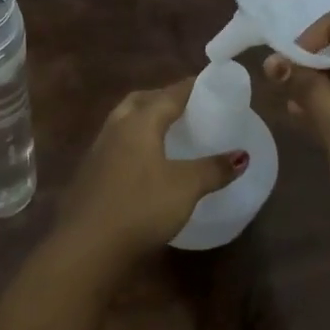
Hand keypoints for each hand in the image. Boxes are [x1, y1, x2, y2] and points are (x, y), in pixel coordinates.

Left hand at [56, 79, 247, 267]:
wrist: (87, 246)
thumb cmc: (140, 207)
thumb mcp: (185, 188)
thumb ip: (214, 169)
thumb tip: (242, 156)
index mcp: (139, 122)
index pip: (169, 94)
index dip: (191, 87)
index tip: (209, 83)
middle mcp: (115, 128)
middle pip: (140, 101)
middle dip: (162, 98)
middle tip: (186, 106)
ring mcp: (98, 151)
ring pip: (124, 122)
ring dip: (144, 119)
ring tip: (167, 131)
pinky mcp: (90, 174)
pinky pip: (116, 144)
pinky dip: (134, 142)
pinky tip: (145, 162)